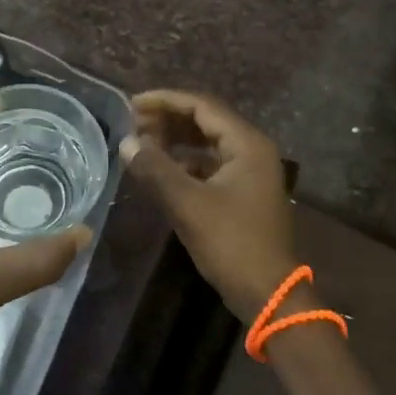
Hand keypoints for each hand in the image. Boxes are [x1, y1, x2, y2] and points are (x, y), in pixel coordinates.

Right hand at [119, 90, 299, 323]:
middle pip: (206, 120)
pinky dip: (186, 162)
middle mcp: (252, 150)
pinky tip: (161, 170)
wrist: (269, 293)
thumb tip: (126, 142)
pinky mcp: (243, 192)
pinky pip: (211, 164)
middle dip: (169, 119)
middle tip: (133, 123)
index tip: (132, 104)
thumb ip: (156, 169)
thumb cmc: (232, 244)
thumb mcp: (189, 205)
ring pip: (208, 143)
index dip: (166, 100)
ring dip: (176, 140)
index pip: (202, 106)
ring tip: (142, 142)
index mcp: (247, 144)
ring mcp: (250, 172)